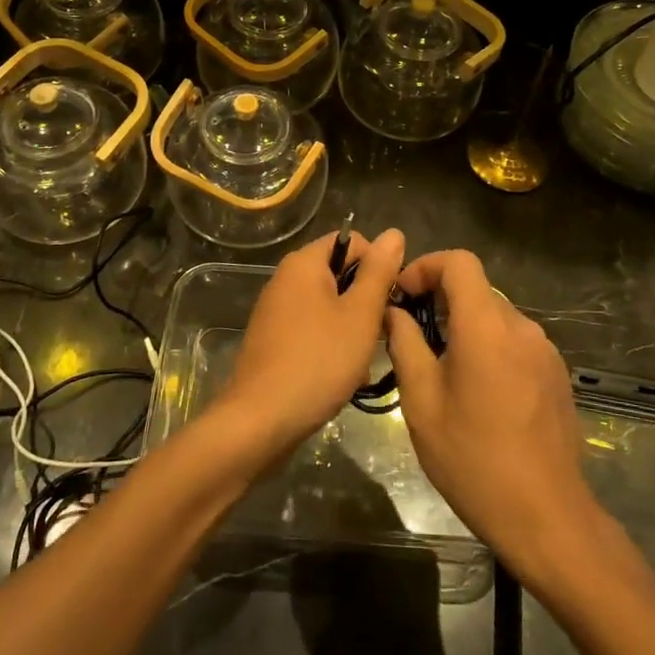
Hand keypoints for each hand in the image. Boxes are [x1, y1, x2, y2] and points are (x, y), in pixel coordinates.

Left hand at [216, 227, 405, 463]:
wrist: (260, 420)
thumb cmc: (318, 361)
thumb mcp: (360, 314)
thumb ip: (379, 272)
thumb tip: (393, 233)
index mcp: (304, 263)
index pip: (352, 242)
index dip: (378, 265)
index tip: (392, 299)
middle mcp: (285, 279)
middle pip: (340, 274)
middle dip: (366, 301)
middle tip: (381, 334)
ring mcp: (276, 311)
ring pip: (329, 306)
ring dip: (352, 328)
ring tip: (363, 361)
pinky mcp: (273, 340)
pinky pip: (312, 329)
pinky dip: (331, 345)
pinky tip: (342, 376)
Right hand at [386, 251, 602, 575]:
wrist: (546, 517)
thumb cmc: (473, 460)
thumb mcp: (422, 402)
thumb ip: (405, 345)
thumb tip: (394, 312)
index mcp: (486, 327)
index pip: (459, 262)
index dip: (426, 266)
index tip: (403, 295)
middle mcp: (521, 328)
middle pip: (476, 289)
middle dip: (439, 301)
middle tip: (411, 337)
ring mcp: (544, 351)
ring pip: (495, 317)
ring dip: (464, 326)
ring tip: (441, 369)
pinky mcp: (556, 374)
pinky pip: (515, 342)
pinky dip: (489, 347)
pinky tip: (478, 392)